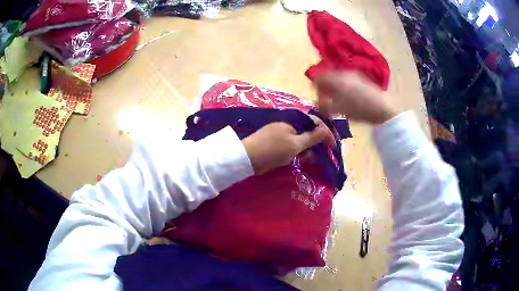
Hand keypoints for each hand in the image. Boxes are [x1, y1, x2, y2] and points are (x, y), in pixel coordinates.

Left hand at [242, 116, 333, 174]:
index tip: (333, 145)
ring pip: (300, 143)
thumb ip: (311, 137)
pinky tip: (298, 160)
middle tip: (319, 154)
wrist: (248, 159)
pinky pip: (291, 149)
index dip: (325, 133)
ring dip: (306, 151)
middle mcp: (288, 127)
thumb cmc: (273, 149)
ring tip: (306, 159)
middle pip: (307, 133)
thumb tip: (325, 128)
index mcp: (292, 122)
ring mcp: (281, 136)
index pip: (313, 124)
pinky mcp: (277, 146)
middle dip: (314, 144)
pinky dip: (296, 154)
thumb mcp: (295, 144)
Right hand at [316, 71, 397, 124]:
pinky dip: (343, 87)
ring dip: (335, 88)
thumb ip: (324, 104)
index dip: (315, 86)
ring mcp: (354, 75)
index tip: (317, 97)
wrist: (383, 108)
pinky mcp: (362, 79)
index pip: (319, 77)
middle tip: (326, 100)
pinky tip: (349, 98)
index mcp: (336, 78)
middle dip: (325, 87)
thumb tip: (317, 102)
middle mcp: (344, 72)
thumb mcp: (338, 109)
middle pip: (329, 76)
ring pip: (338, 79)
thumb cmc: (358, 109)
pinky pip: (347, 81)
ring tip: (338, 101)